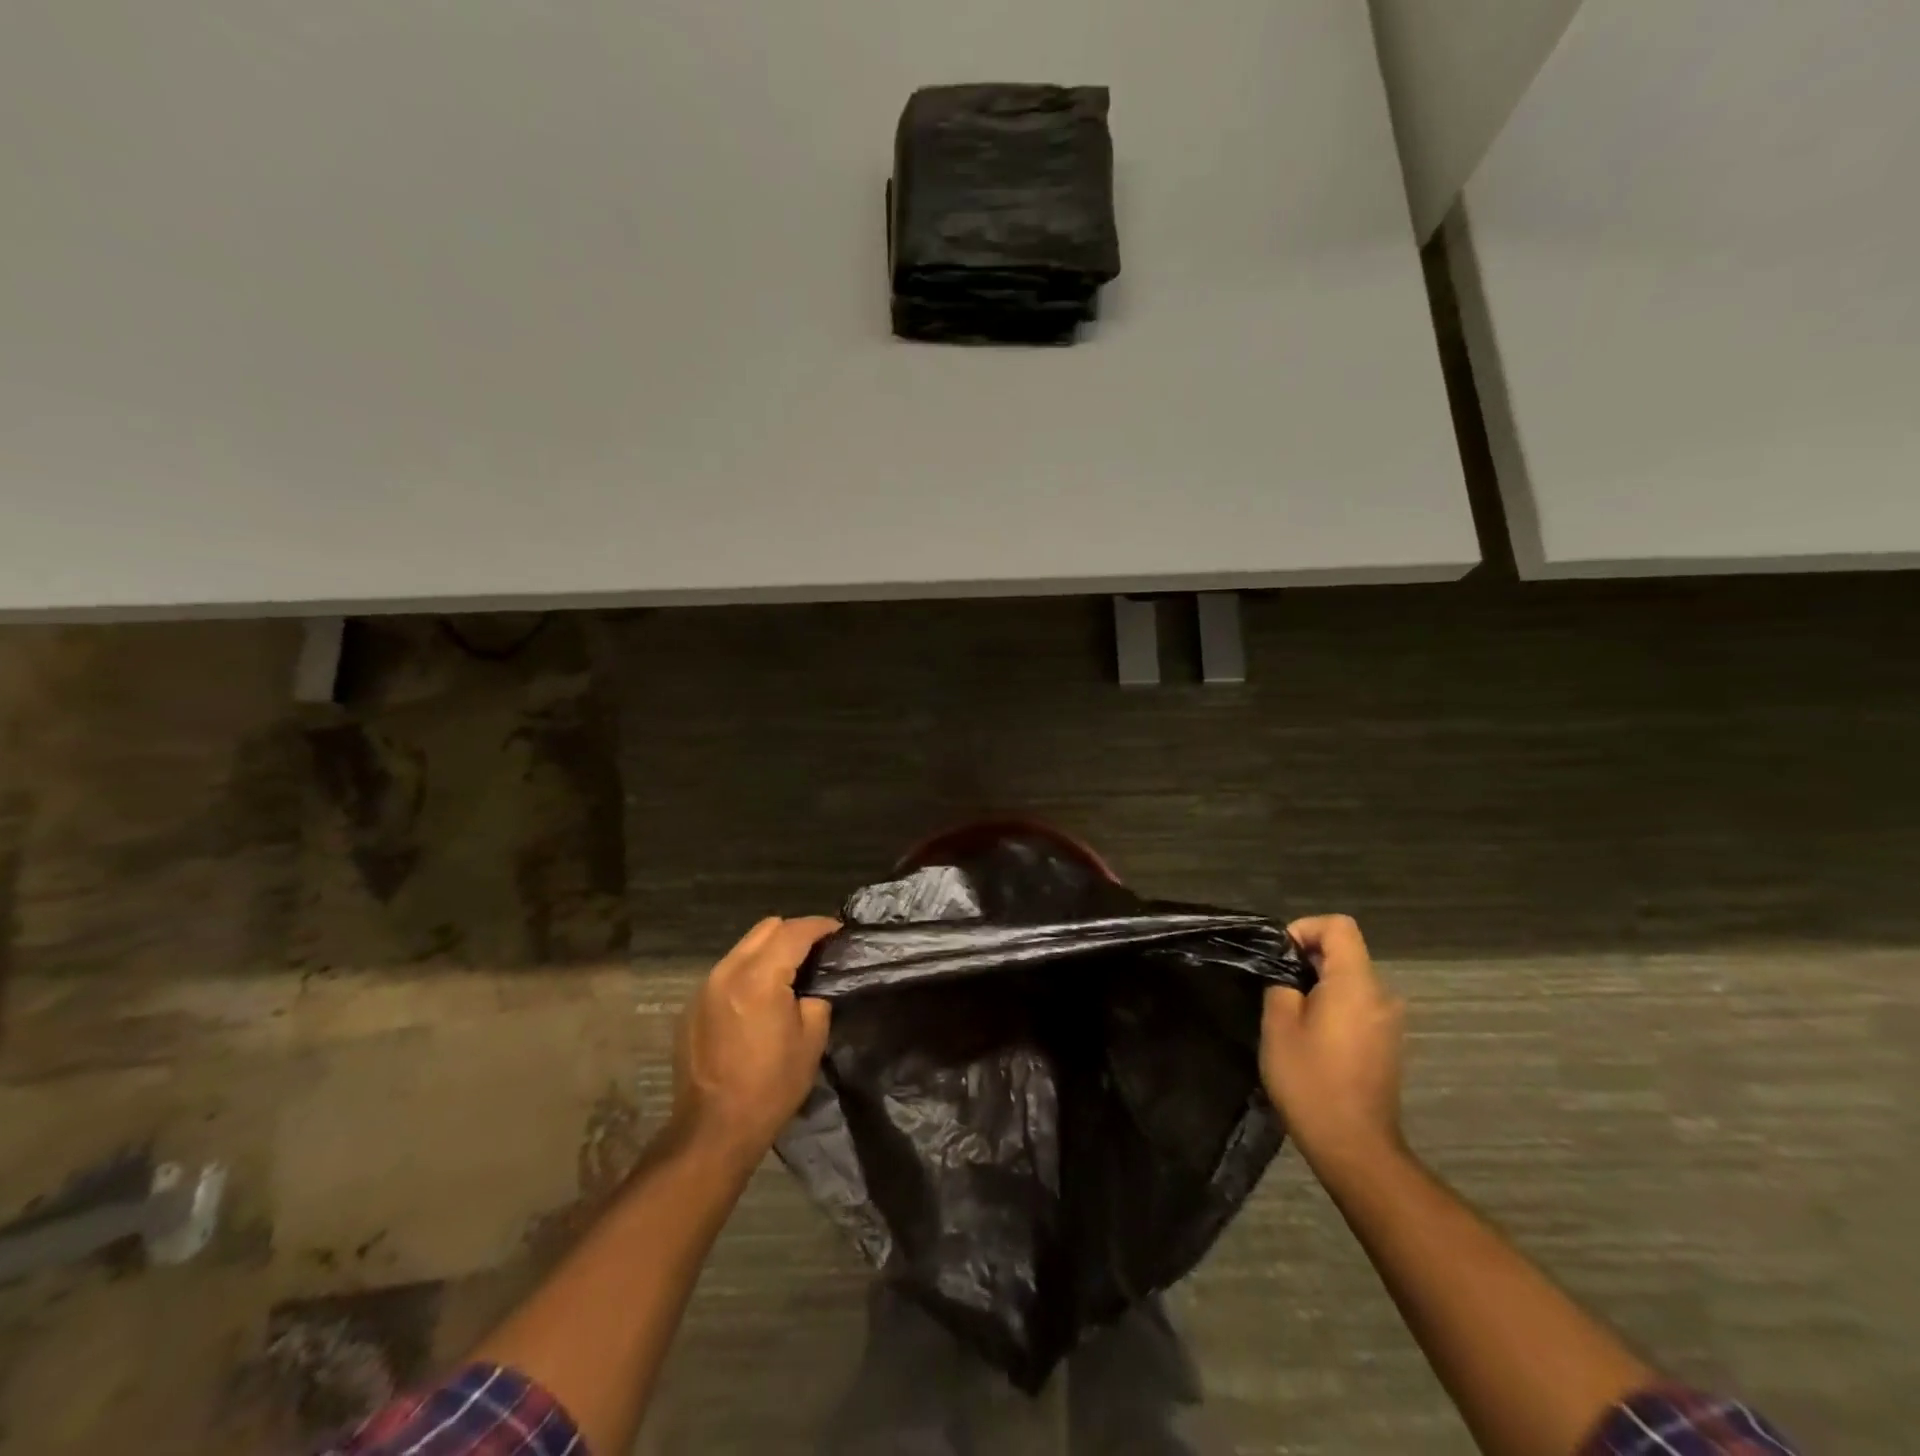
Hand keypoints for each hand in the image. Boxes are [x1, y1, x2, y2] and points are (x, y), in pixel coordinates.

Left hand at [673, 917, 836, 1163]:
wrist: (713, 1129)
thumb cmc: (770, 1085)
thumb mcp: (811, 1040)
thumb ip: (815, 999)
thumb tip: (810, 987)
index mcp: (759, 977)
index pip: (794, 931)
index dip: (820, 926)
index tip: (839, 932)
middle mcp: (728, 971)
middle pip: (765, 928)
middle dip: (794, 932)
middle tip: (816, 951)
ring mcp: (705, 987)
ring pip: (744, 947)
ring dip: (769, 951)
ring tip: (789, 973)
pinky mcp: (693, 1006)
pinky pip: (727, 972)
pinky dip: (749, 972)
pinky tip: (760, 999)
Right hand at [1261, 915, 1405, 1173]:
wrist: (1354, 1146)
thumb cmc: (1311, 1081)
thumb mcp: (1278, 1025)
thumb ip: (1282, 985)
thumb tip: (1288, 975)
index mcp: (1356, 984)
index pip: (1339, 926)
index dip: (1305, 928)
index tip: (1280, 955)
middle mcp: (1381, 996)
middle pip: (1345, 952)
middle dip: (1307, 960)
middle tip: (1276, 987)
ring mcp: (1388, 1022)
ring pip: (1350, 981)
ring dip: (1319, 986)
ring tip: (1289, 1014)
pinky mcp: (1387, 1044)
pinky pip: (1358, 1006)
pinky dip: (1333, 1007)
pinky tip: (1311, 1038)